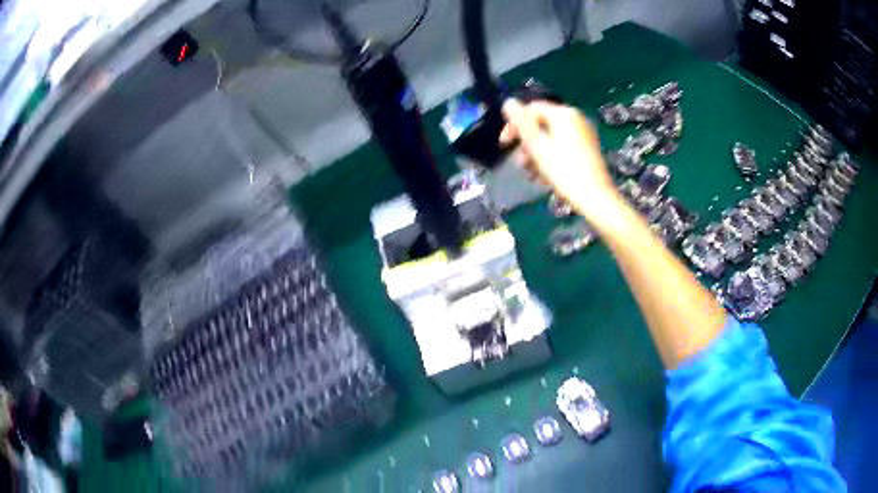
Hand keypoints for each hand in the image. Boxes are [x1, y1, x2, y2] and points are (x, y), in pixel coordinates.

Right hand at [500, 99, 619, 219]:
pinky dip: (551, 159)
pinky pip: (562, 148)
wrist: (596, 199)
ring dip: (536, 155)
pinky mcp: (588, 150)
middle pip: (541, 125)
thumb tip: (508, 101)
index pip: (531, 109)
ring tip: (532, 175)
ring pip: (551, 139)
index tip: (504, 145)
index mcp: (564, 114)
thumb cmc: (564, 171)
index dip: (514, 125)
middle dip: (526, 144)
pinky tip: (545, 178)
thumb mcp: (537, 146)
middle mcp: (576, 119)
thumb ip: (521, 122)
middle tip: (520, 164)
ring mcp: (584, 135)